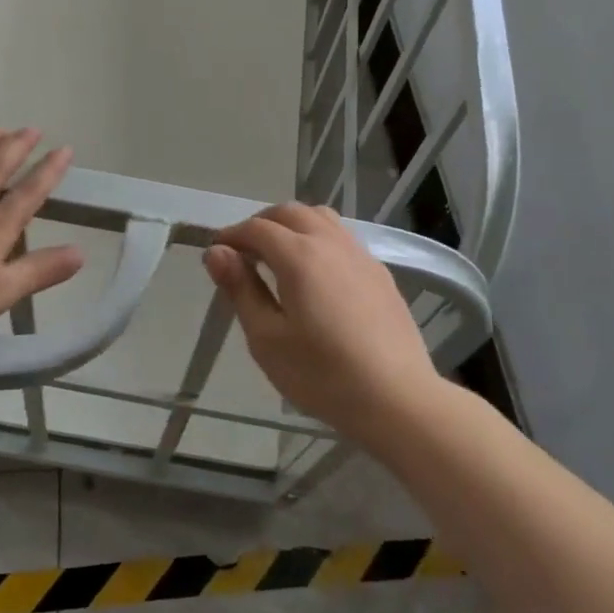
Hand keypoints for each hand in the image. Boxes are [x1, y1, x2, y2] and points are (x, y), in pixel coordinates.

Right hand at [202, 203, 445, 448]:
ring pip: (320, 218)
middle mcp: (330, 242)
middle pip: (289, 213)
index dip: (231, 235)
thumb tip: (217, 252)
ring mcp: (360, 254)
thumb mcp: (267, 338)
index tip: (216, 253)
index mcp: (299, 255)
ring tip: (278, 254)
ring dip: (292, 224)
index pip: (256, 229)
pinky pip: (342, 237)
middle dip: (260, 223)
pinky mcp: (379, 272)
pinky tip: (316, 271)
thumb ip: (241, 289)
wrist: (397, 399)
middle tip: (243, 251)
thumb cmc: (322, 375)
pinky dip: (318, 237)